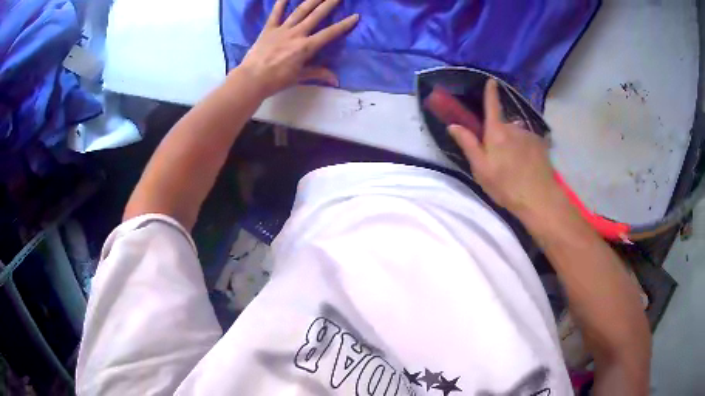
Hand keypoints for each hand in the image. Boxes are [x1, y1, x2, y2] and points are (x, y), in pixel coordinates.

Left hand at [238, 0, 358, 98]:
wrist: (252, 79)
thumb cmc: (277, 80)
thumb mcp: (299, 77)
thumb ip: (318, 74)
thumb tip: (336, 80)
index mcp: (306, 46)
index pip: (330, 33)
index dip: (344, 25)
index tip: (355, 16)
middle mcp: (297, 33)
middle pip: (317, 15)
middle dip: (330, 3)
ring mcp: (282, 29)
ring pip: (300, 11)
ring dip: (312, 0)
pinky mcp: (269, 29)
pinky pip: (276, 13)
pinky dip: (280, 3)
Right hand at [449, 80, 566, 218]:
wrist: (538, 198)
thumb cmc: (506, 185)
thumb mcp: (481, 169)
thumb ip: (468, 144)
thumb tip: (453, 125)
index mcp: (496, 132)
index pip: (492, 105)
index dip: (491, 92)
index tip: (491, 81)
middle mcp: (514, 128)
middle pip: (504, 125)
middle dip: (500, 135)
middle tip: (499, 159)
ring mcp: (530, 135)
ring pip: (517, 135)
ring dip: (514, 144)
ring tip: (515, 166)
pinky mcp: (542, 145)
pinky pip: (529, 142)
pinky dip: (526, 149)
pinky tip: (528, 166)